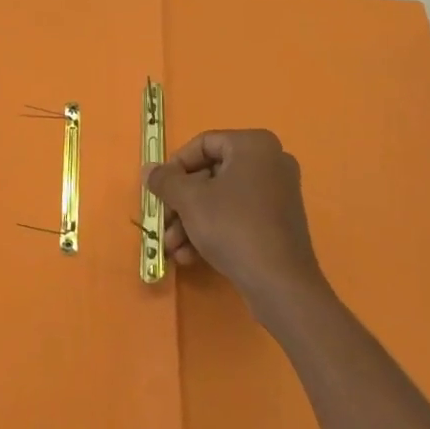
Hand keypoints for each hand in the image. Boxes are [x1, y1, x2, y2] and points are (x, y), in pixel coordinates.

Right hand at [144, 129, 329, 321]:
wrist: (281, 285)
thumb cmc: (233, 227)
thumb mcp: (190, 200)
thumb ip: (165, 180)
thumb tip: (149, 169)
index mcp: (254, 145)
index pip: (203, 144)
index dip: (175, 166)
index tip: (159, 189)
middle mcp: (270, 163)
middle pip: (210, 175)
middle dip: (181, 203)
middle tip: (162, 222)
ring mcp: (277, 194)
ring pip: (221, 199)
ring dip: (191, 221)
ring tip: (172, 247)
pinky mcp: (278, 223)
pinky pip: (237, 216)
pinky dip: (212, 231)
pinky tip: (190, 257)